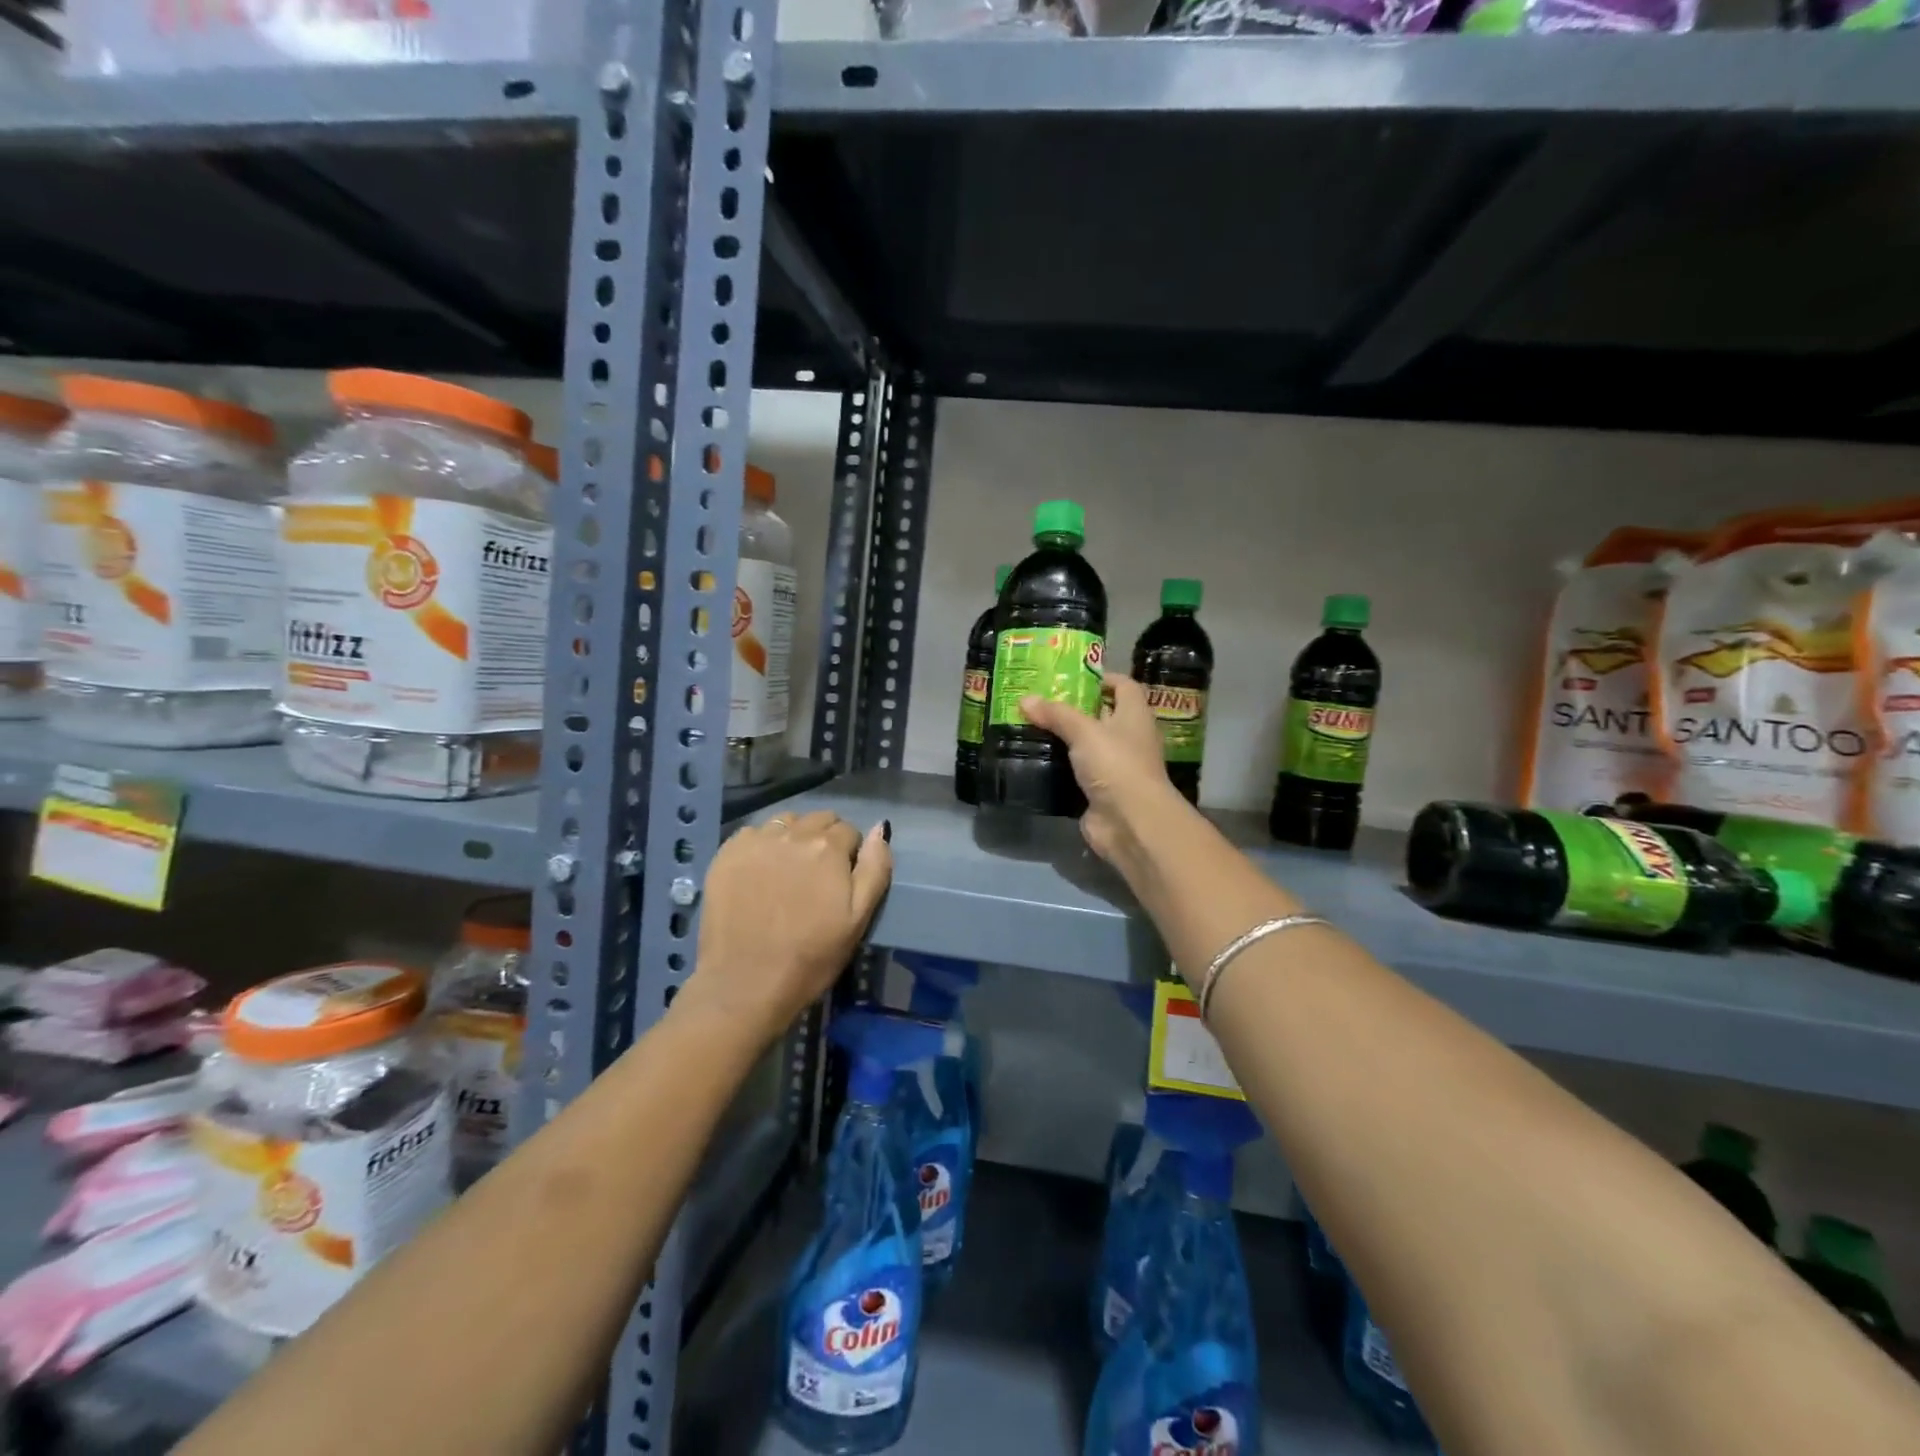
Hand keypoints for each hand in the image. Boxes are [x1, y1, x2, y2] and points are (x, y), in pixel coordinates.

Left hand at [680, 811, 892, 1048]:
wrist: (745, 984)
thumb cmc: (810, 957)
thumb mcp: (858, 919)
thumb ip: (875, 868)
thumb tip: (881, 827)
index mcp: (828, 848)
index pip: (849, 830)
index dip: (850, 853)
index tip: (841, 880)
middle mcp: (792, 834)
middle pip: (818, 819)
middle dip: (824, 839)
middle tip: (817, 875)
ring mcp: (755, 842)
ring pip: (785, 822)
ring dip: (793, 837)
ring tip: (787, 871)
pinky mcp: (726, 855)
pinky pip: (752, 834)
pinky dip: (761, 845)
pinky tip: (758, 874)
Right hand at [1020, 674, 1184, 863]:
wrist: (1131, 823)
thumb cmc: (1116, 765)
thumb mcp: (1084, 731)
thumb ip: (1056, 714)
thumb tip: (1026, 699)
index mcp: (1134, 716)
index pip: (1123, 686)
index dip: (1101, 678)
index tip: (1070, 678)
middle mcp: (1128, 739)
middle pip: (1102, 715)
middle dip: (1073, 708)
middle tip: (1039, 702)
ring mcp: (1115, 768)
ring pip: (1087, 746)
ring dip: (1063, 739)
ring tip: (1030, 727)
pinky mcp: (1099, 792)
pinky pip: (1077, 773)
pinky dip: (1059, 768)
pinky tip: (1035, 760)